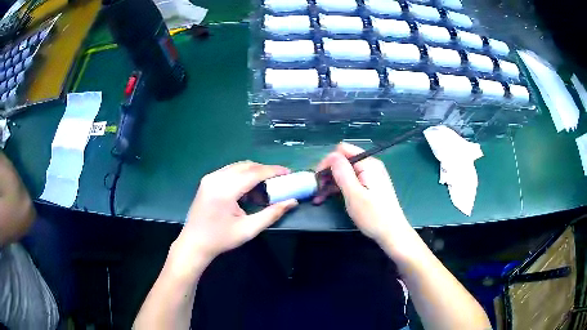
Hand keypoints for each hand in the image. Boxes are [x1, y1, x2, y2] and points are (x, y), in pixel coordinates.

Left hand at [174, 161, 297, 263]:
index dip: (273, 171)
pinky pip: (230, 171)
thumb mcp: (249, 229)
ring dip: (254, 173)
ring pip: (238, 167)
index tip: (288, 172)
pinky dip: (242, 176)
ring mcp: (210, 178)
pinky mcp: (207, 181)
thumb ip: (271, 214)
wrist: (194, 243)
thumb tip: (292, 201)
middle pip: (246, 166)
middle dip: (265, 171)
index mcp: (224, 190)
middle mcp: (216, 178)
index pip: (253, 173)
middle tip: (279, 181)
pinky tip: (248, 190)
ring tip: (265, 187)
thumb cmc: (221, 239)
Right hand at [314, 143, 409, 243]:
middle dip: (328, 173)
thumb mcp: (354, 194)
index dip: (327, 162)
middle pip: (343, 161)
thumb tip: (331, 157)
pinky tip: (328, 197)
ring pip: (345, 172)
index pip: (342, 151)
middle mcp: (370, 165)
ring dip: (331, 182)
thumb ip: (342, 173)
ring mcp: (371, 176)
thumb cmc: (373, 216)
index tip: (318, 179)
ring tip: (319, 198)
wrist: (392, 233)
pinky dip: (339, 187)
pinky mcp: (370, 185)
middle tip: (317, 190)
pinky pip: (351, 180)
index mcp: (368, 164)